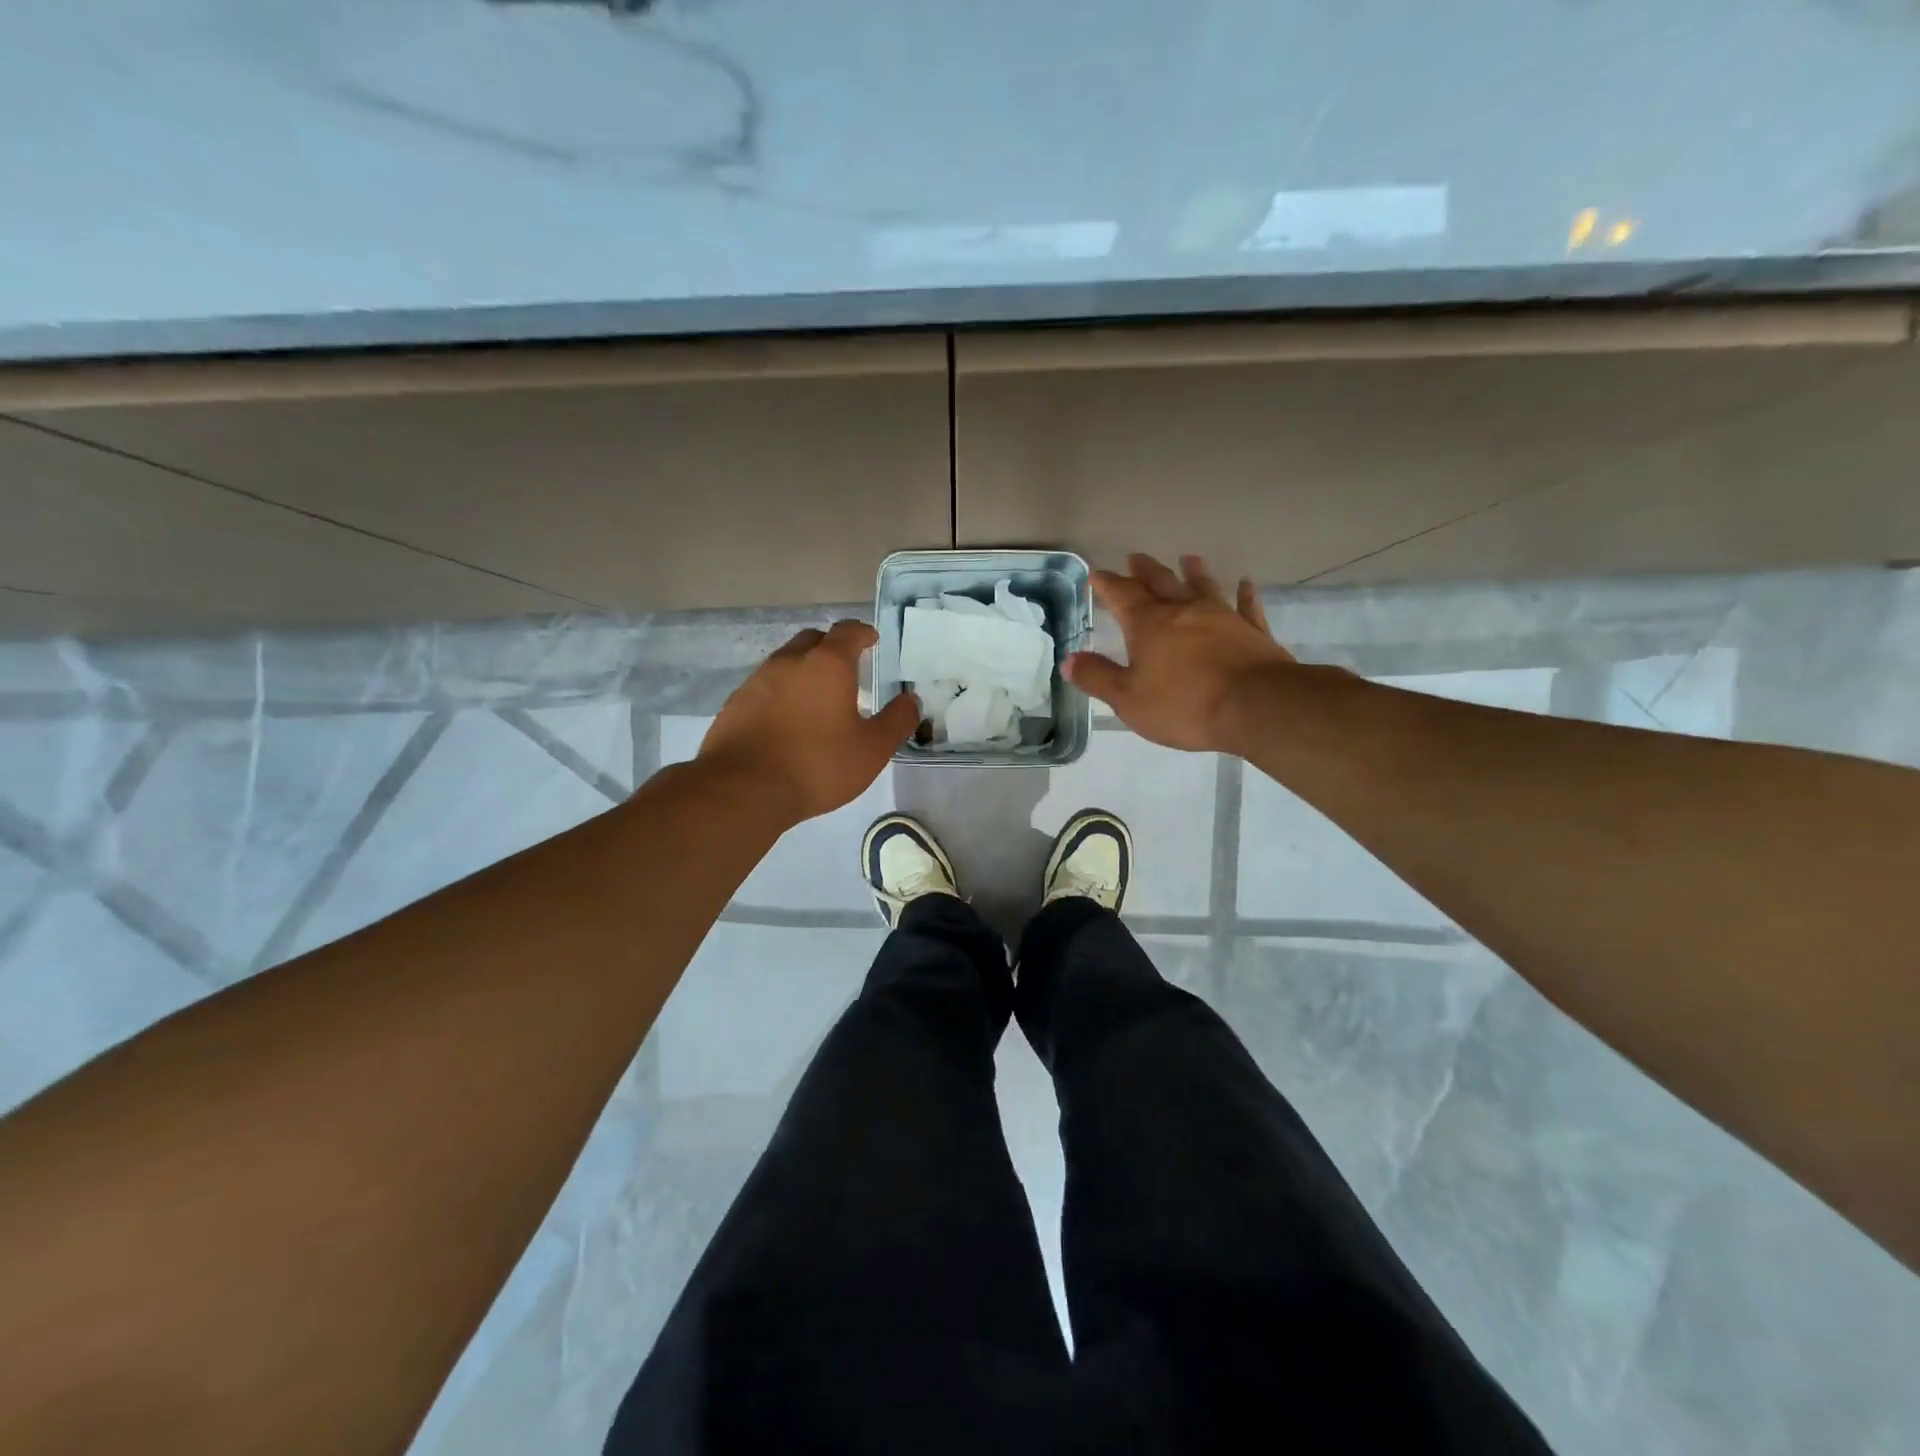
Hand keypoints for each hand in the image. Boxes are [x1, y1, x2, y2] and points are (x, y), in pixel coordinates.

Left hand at [699, 620, 919, 824]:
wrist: (743, 789)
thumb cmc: (817, 764)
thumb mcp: (872, 749)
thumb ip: (897, 720)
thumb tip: (910, 700)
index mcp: (827, 664)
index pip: (848, 631)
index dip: (863, 633)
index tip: (872, 640)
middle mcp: (790, 662)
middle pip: (813, 640)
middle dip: (832, 647)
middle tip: (847, 668)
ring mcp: (757, 681)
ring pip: (786, 663)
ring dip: (804, 671)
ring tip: (817, 698)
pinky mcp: (735, 704)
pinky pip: (765, 687)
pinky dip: (781, 694)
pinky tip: (786, 721)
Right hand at [1065, 553, 1295, 753]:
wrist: (1256, 706)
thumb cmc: (1184, 704)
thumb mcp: (1128, 698)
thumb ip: (1097, 677)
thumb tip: (1069, 660)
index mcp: (1149, 624)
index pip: (1122, 595)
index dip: (1107, 584)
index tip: (1096, 574)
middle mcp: (1184, 611)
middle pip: (1161, 582)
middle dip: (1144, 571)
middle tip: (1135, 557)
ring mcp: (1222, 617)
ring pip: (1203, 586)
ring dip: (1193, 571)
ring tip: (1188, 558)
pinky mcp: (1253, 632)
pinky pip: (1246, 606)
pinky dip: (1244, 594)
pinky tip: (1245, 584)